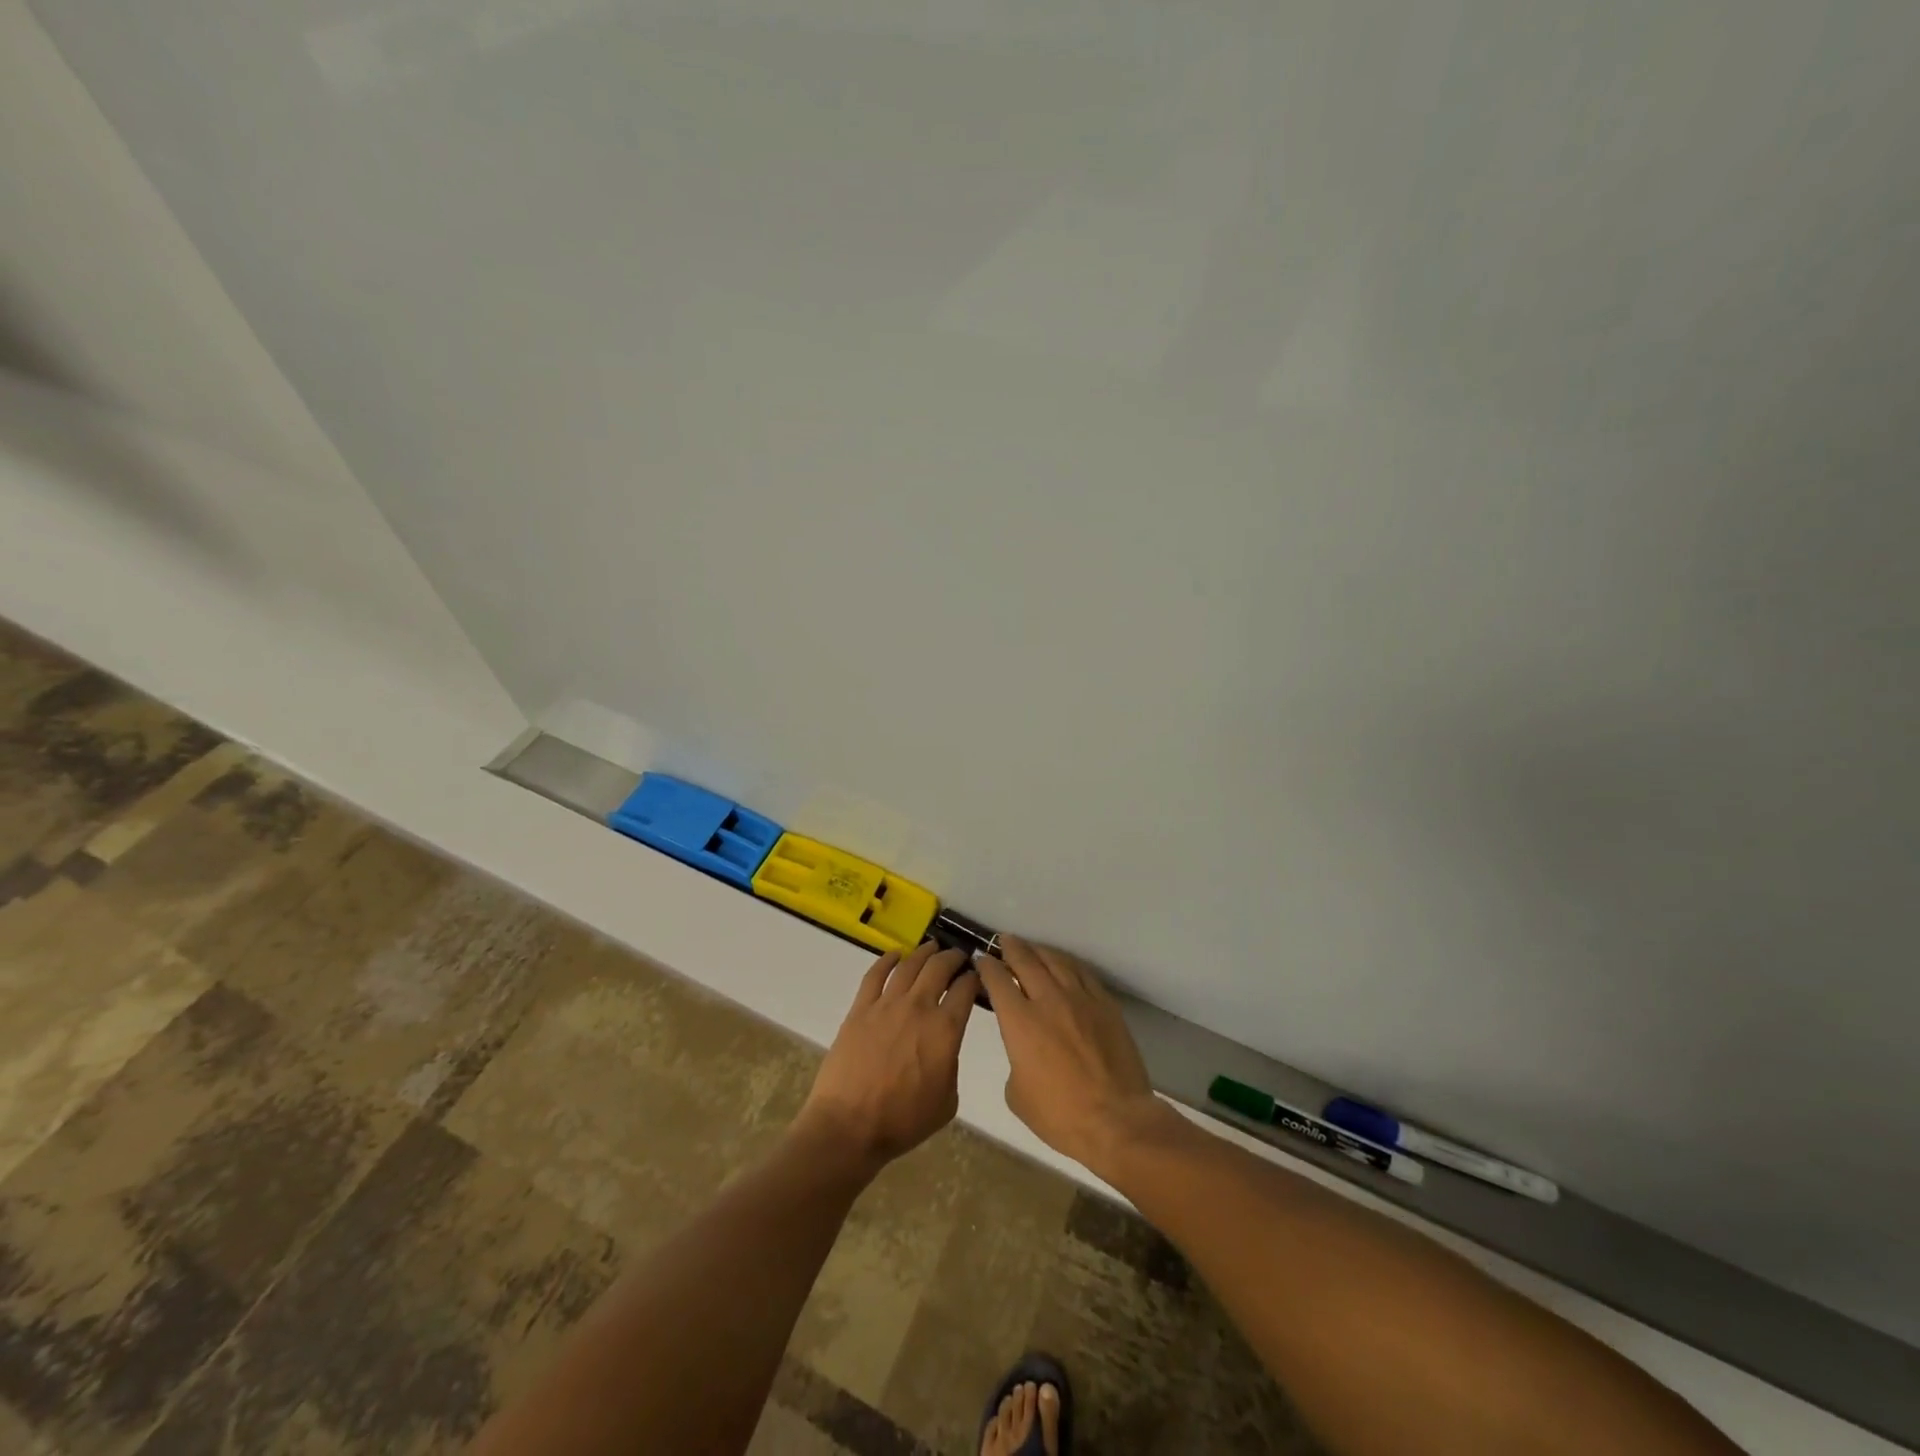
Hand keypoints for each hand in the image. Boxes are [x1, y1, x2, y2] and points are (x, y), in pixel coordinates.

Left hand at [795, 942, 979, 1175]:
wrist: (850, 1126)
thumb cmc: (903, 1121)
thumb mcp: (947, 1100)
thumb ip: (951, 1064)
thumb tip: (944, 1048)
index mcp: (945, 1029)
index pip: (966, 989)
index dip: (975, 978)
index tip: (977, 976)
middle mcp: (918, 1007)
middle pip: (939, 967)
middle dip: (953, 957)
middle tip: (958, 957)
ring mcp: (886, 1004)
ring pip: (909, 965)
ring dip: (924, 952)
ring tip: (932, 947)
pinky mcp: (860, 1008)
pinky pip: (875, 974)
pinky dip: (887, 959)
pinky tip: (895, 955)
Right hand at [975, 936, 1173, 1179]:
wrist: (1115, 1120)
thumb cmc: (1060, 1115)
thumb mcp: (1017, 1094)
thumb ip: (1015, 1059)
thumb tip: (1023, 1049)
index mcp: (1020, 1021)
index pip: (997, 980)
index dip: (986, 966)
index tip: (981, 959)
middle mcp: (1048, 1000)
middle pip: (1025, 960)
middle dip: (1010, 948)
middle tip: (1004, 941)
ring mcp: (1080, 998)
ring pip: (1055, 960)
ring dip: (1039, 950)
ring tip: (1031, 948)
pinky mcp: (1105, 1004)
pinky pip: (1082, 973)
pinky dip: (1067, 963)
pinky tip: (1063, 963)